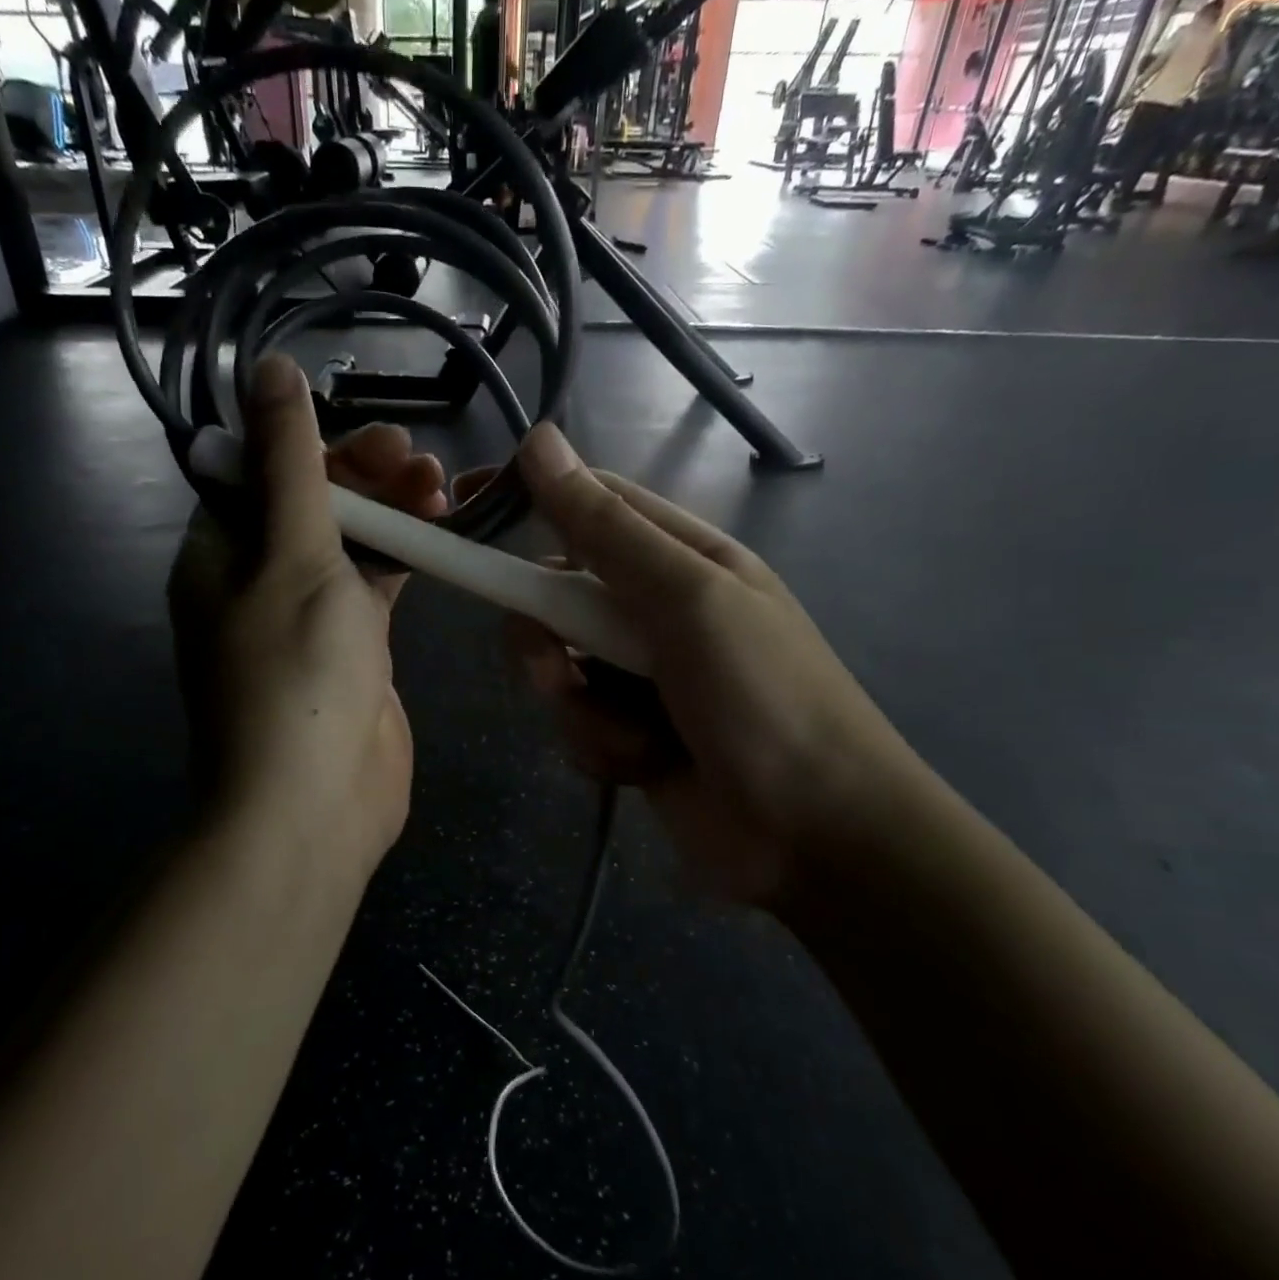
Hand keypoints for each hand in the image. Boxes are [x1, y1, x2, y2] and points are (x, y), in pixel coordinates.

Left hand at [167, 355, 446, 882]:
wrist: (315, 804)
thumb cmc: (296, 673)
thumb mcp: (293, 553)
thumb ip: (288, 462)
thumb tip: (268, 368)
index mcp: (221, 553)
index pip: (262, 471)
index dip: (317, 445)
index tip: (378, 440)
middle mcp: (257, 579)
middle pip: (311, 502)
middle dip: (365, 475)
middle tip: (420, 463)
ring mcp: (308, 616)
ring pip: (350, 541)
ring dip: (391, 511)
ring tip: (441, 488)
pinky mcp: (354, 647)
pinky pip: (376, 584)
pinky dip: (405, 556)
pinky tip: (440, 533)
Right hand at [476, 425, 923, 913]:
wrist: (815, 839)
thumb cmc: (764, 700)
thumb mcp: (686, 602)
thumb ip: (607, 531)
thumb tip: (541, 440)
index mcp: (680, 559)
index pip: (589, 505)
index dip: (526, 498)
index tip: (463, 506)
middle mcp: (655, 611)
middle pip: (556, 596)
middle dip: (546, 638)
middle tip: (556, 669)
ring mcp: (640, 677)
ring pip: (557, 668)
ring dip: (580, 706)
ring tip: (634, 736)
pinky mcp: (629, 735)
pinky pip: (576, 725)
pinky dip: (601, 747)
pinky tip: (646, 767)